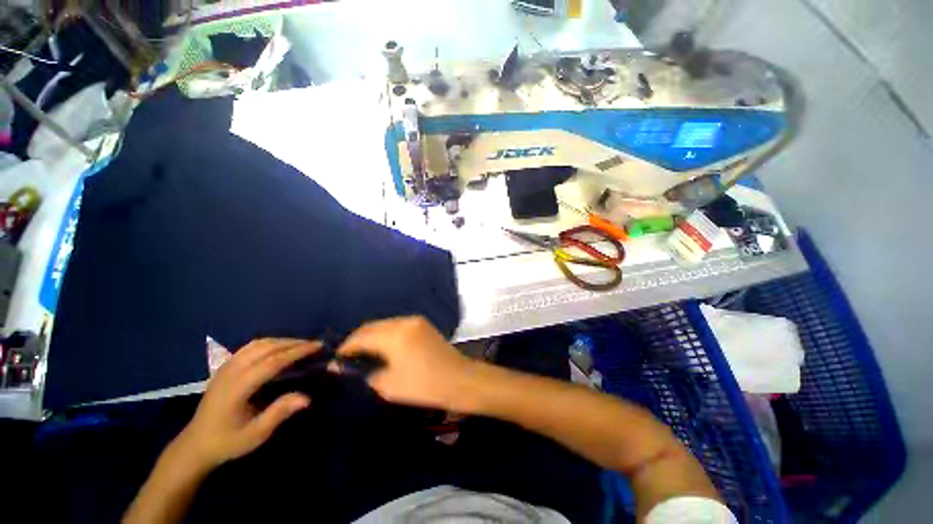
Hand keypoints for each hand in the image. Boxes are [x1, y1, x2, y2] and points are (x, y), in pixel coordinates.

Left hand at [175, 338, 318, 470]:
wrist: (196, 444)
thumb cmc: (228, 441)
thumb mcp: (255, 434)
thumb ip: (279, 413)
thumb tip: (307, 398)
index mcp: (237, 388)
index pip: (271, 362)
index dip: (296, 352)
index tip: (317, 347)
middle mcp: (230, 372)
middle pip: (266, 348)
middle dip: (293, 343)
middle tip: (314, 344)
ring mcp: (225, 367)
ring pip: (257, 344)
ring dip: (281, 341)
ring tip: (300, 345)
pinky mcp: (225, 367)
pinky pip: (250, 347)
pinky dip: (269, 343)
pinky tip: (279, 348)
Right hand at [334, 316, 474, 410]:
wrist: (459, 379)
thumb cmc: (423, 385)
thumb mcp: (389, 385)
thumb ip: (366, 373)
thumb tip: (348, 368)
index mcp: (395, 335)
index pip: (362, 336)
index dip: (346, 347)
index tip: (336, 359)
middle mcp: (404, 321)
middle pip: (373, 326)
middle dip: (358, 339)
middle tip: (348, 356)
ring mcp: (416, 320)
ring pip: (386, 324)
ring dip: (373, 335)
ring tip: (364, 353)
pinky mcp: (423, 324)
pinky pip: (398, 325)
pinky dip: (387, 334)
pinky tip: (383, 347)